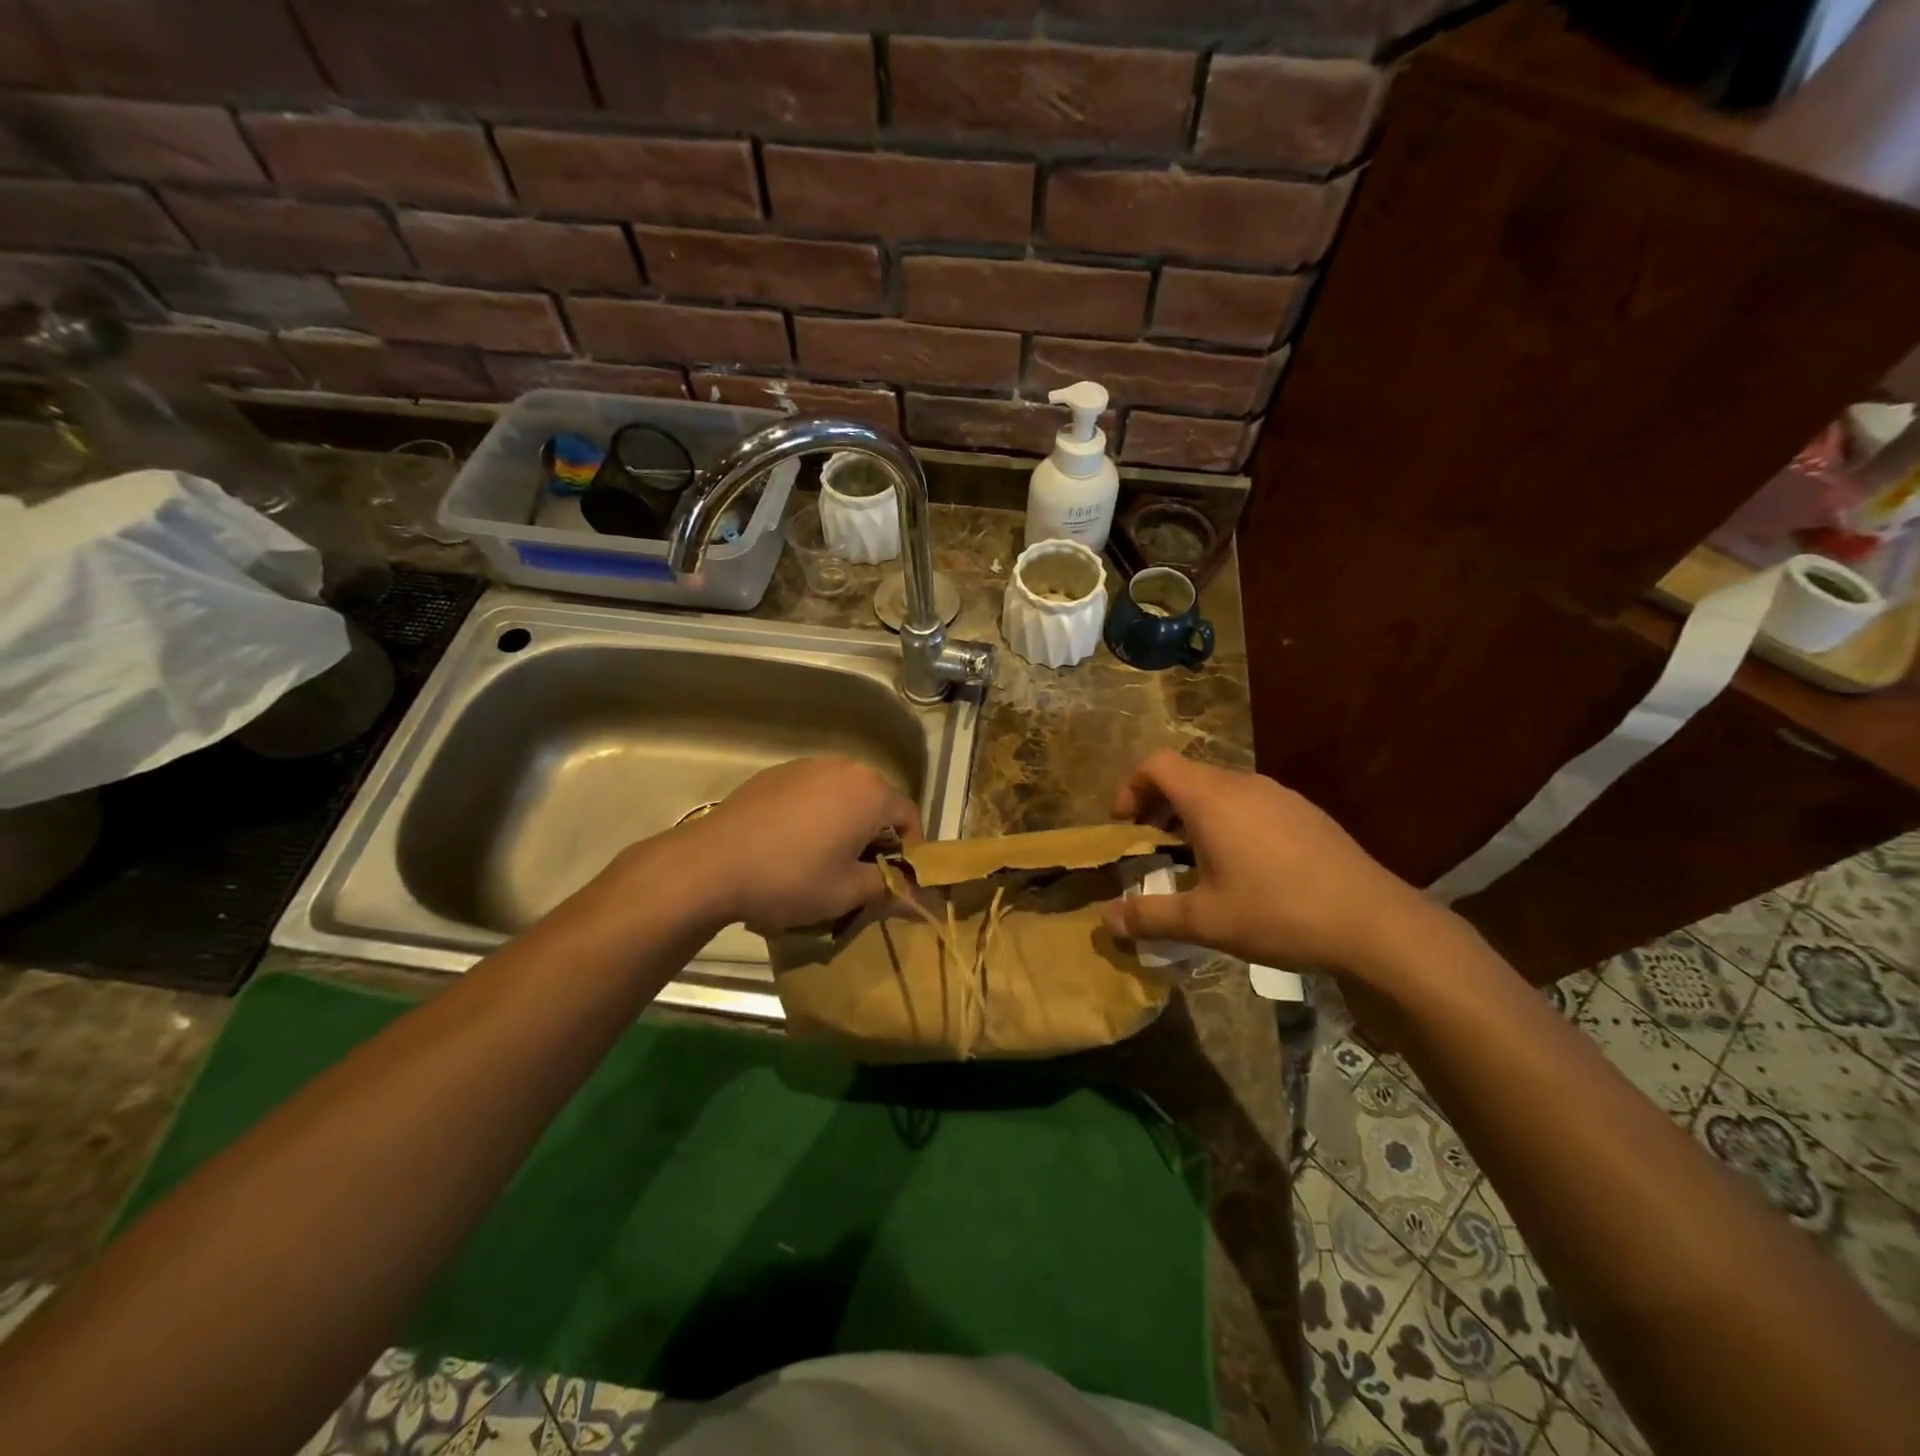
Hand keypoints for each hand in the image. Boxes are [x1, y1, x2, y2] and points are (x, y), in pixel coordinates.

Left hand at [673, 757, 921, 932]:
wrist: (712, 864)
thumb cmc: (791, 878)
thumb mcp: (847, 893)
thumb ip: (888, 887)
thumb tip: (913, 895)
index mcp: (871, 793)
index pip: (909, 816)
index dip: (911, 849)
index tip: (896, 877)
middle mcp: (845, 768)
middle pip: (877, 800)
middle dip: (877, 833)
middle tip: (862, 869)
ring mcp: (808, 765)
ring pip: (844, 793)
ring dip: (846, 820)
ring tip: (826, 854)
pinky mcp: (777, 772)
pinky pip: (812, 790)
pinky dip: (816, 812)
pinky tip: (793, 840)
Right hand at [1099, 750, 1446, 980]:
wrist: (1374, 922)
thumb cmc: (1278, 913)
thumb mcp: (1205, 921)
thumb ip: (1150, 916)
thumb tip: (1106, 921)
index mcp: (1211, 800)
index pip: (1156, 764)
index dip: (1131, 787)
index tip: (1126, 825)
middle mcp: (1243, 785)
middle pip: (1187, 774)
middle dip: (1159, 803)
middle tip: (1153, 844)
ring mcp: (1280, 795)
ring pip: (1221, 788)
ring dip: (1195, 812)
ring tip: (1196, 857)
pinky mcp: (1306, 812)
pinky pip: (1252, 802)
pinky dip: (1230, 820)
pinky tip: (1246, 866)